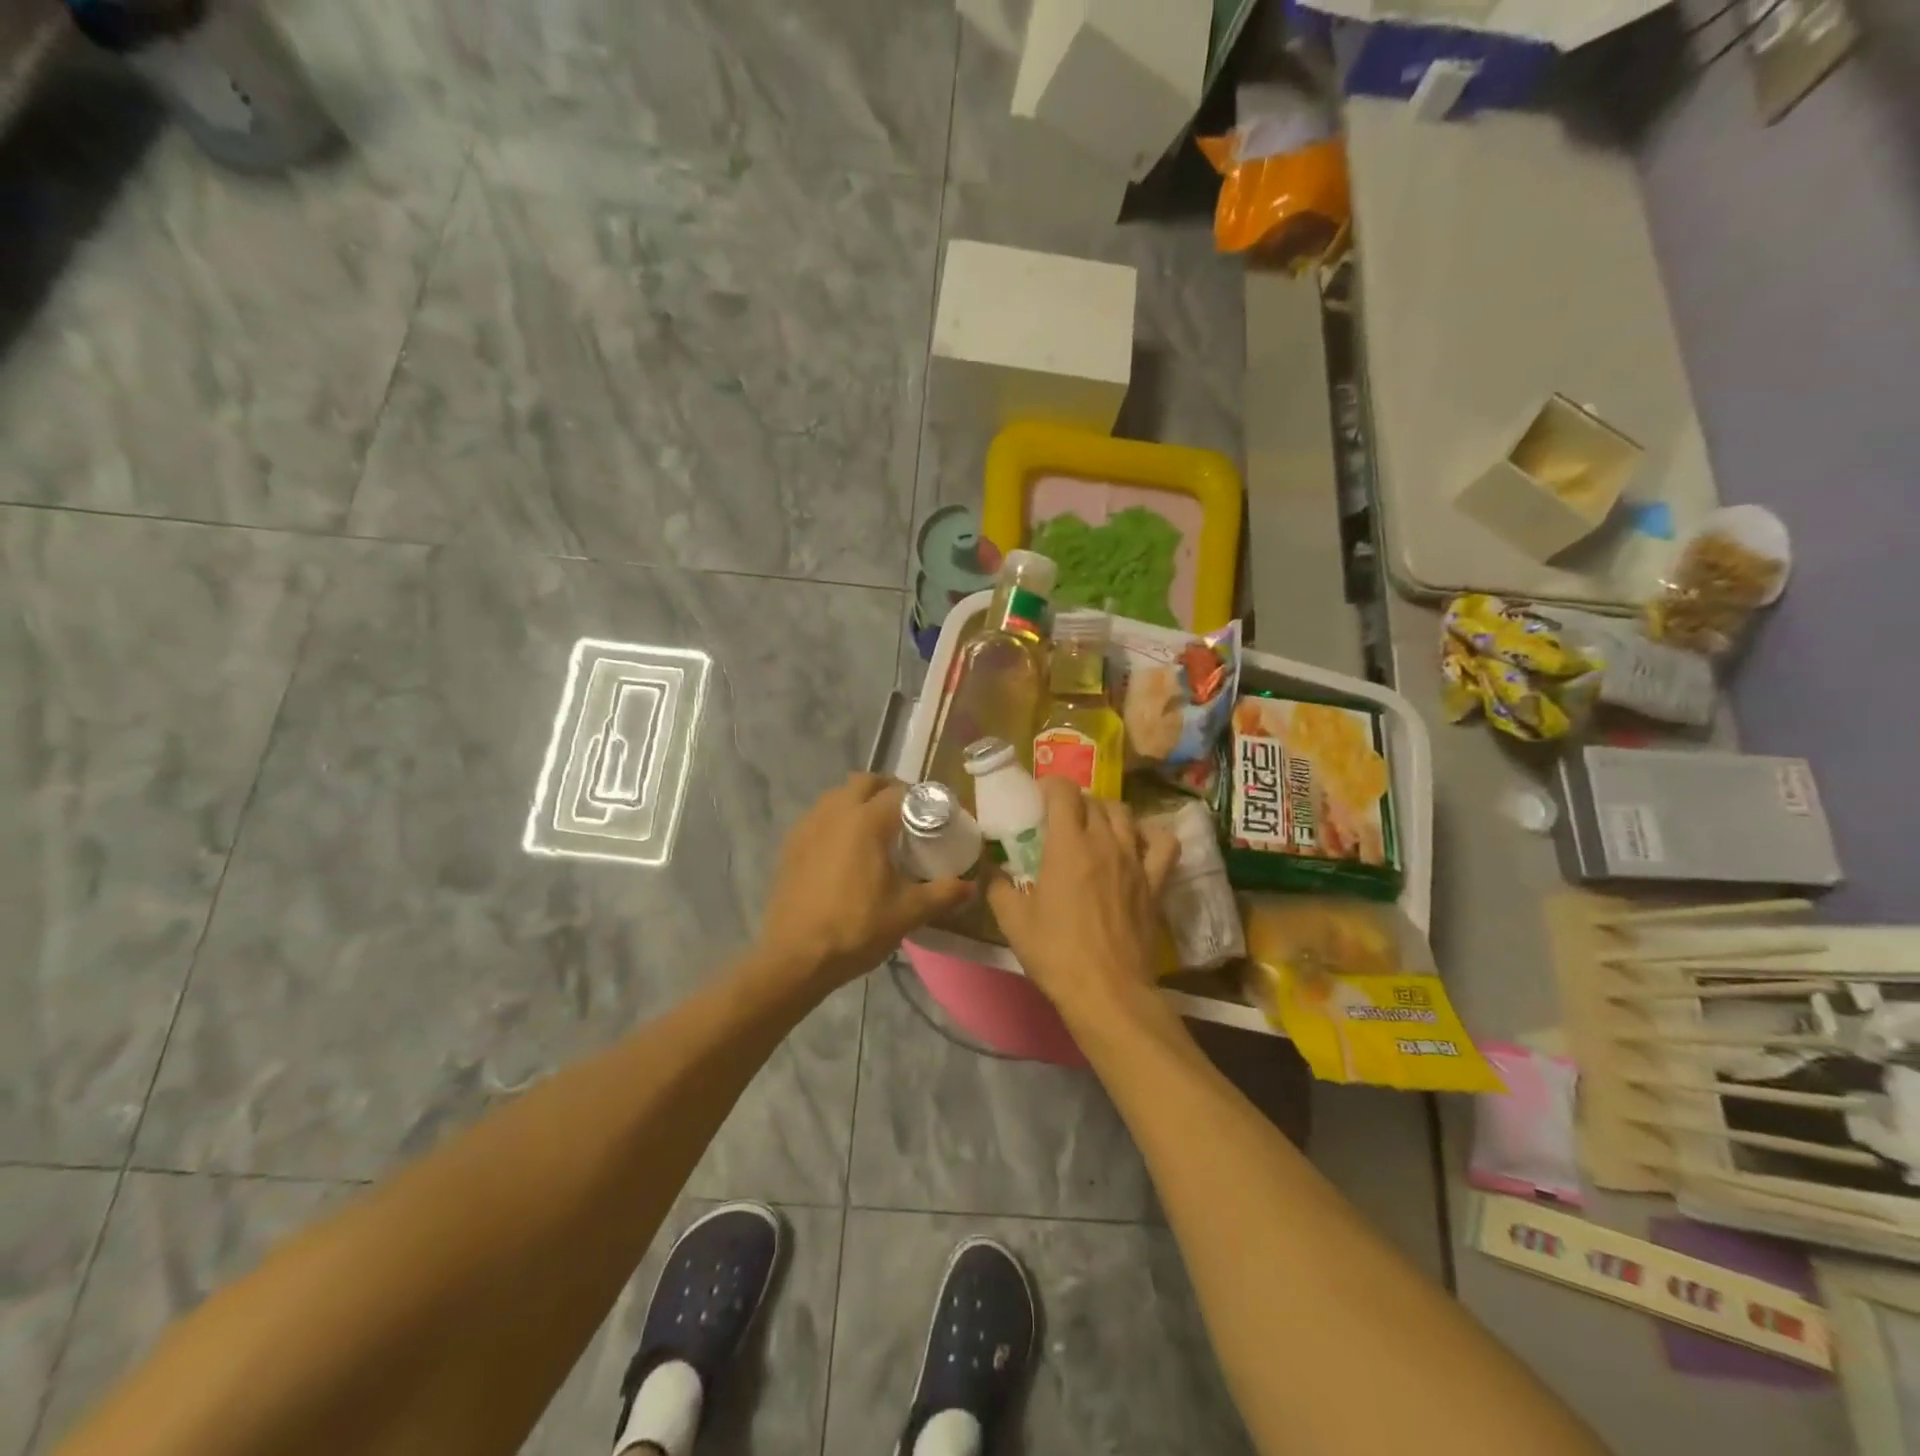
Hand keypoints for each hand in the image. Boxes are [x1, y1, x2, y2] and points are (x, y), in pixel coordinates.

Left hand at [756, 774, 972, 991]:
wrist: (795, 957)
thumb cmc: (856, 928)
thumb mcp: (908, 913)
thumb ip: (943, 894)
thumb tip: (972, 885)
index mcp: (866, 822)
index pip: (899, 792)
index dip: (921, 798)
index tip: (935, 814)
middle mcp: (835, 813)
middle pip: (864, 782)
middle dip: (887, 789)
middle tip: (906, 814)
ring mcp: (808, 827)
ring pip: (837, 795)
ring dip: (858, 800)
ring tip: (875, 828)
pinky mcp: (791, 845)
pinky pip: (818, 816)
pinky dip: (835, 819)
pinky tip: (844, 849)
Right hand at [987, 778, 1179, 1029]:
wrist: (1107, 992)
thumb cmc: (1056, 954)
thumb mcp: (1012, 921)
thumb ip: (997, 886)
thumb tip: (988, 867)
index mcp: (1067, 845)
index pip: (1063, 791)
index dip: (1049, 786)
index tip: (1037, 799)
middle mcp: (1104, 842)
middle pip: (1093, 800)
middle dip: (1073, 802)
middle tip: (1058, 821)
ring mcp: (1134, 860)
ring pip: (1124, 814)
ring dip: (1106, 813)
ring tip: (1093, 829)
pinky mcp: (1156, 881)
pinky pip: (1163, 843)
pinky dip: (1150, 835)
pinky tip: (1136, 844)